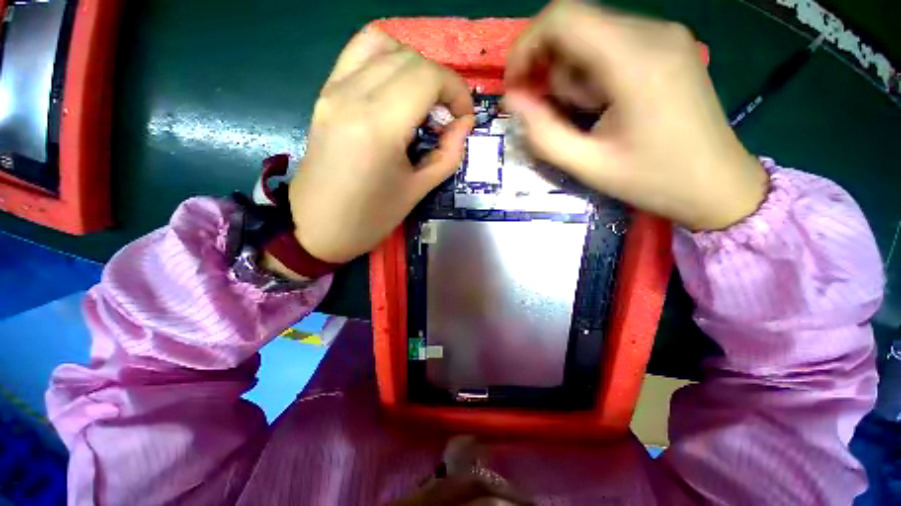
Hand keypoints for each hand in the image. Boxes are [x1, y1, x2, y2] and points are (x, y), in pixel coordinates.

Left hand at [289, 29, 474, 263]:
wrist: (317, 227)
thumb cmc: (370, 218)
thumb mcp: (417, 191)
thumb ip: (447, 154)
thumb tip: (464, 125)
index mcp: (379, 125)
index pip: (428, 77)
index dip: (456, 91)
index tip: (464, 117)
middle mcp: (352, 95)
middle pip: (410, 58)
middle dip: (440, 82)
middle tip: (447, 116)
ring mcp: (333, 90)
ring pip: (384, 47)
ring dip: (415, 68)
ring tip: (423, 101)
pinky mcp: (324, 94)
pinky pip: (358, 54)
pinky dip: (386, 60)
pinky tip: (396, 89)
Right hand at [503, 1, 766, 230]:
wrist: (717, 183)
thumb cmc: (653, 179)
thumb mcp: (588, 165)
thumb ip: (543, 133)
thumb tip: (513, 100)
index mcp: (635, 61)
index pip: (563, 18)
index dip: (526, 46)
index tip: (515, 86)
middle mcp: (652, 33)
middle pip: (574, 27)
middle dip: (551, 70)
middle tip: (556, 114)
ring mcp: (664, 36)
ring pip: (590, 37)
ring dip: (573, 76)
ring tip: (588, 115)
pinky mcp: (667, 46)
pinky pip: (610, 45)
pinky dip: (592, 73)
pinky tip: (604, 104)